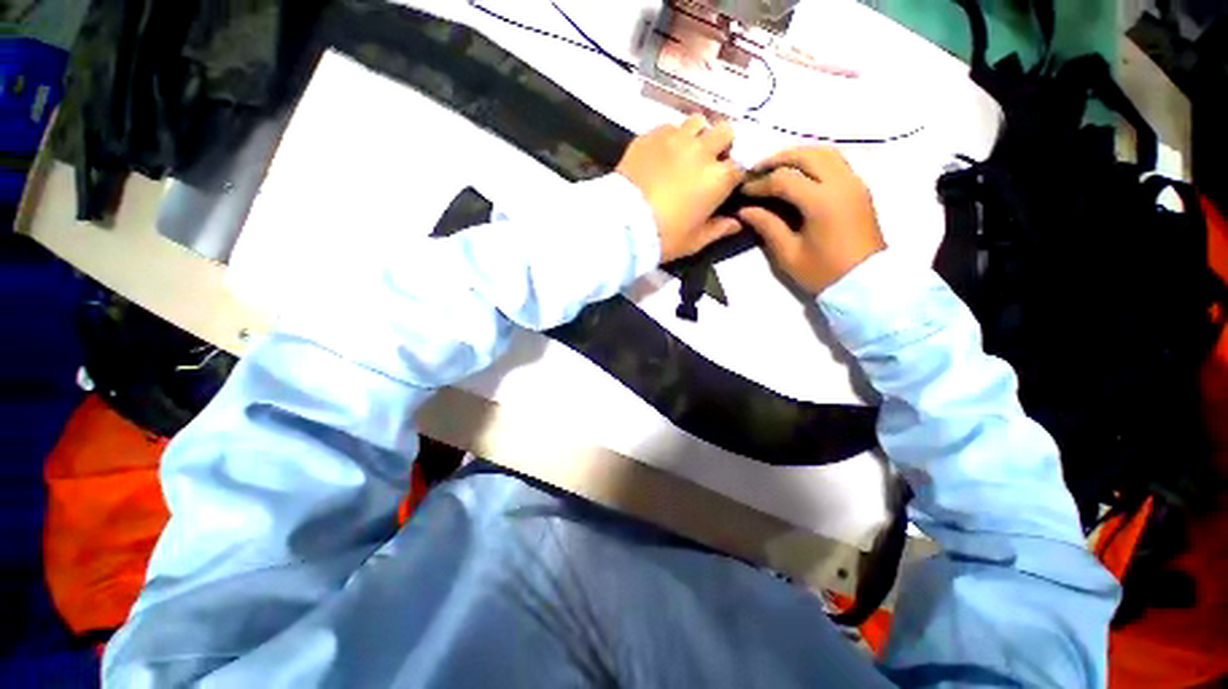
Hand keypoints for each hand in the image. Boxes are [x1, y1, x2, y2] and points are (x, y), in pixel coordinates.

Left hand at [617, 116, 744, 261]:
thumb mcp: (695, 241)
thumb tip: (737, 223)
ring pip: (697, 121)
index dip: (733, 174)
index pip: (739, 166)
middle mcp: (702, 151)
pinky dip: (671, 137)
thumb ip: (719, 229)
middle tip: (707, 162)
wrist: (624, 224)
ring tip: (685, 152)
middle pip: (725, 131)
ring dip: (697, 135)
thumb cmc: (665, 236)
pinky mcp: (651, 135)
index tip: (725, 183)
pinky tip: (662, 153)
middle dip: (721, 144)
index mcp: (718, 178)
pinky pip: (669, 127)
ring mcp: (676, 139)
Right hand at [738, 147, 884, 293]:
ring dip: (798, 155)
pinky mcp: (859, 188)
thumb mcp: (788, 254)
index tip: (743, 190)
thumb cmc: (823, 272)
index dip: (760, 183)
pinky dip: (814, 161)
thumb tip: (745, 210)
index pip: (784, 179)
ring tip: (776, 168)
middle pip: (807, 155)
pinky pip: (836, 162)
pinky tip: (799, 175)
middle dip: (778, 159)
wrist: (865, 282)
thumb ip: (767, 226)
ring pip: (825, 153)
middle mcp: (842, 183)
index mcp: (822, 201)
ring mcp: (855, 183)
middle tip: (756, 170)